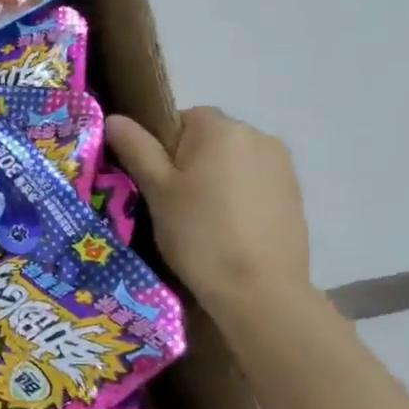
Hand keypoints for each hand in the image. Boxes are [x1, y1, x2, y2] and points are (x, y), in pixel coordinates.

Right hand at [105, 108, 311, 317]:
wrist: (260, 290)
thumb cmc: (199, 235)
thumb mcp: (157, 191)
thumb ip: (136, 148)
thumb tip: (114, 118)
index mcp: (220, 128)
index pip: (180, 119)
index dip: (160, 149)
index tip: (154, 184)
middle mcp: (258, 135)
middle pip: (208, 139)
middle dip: (189, 164)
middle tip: (173, 206)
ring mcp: (281, 165)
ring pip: (231, 162)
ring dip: (215, 180)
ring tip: (202, 222)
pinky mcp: (294, 193)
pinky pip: (253, 183)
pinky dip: (237, 198)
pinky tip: (229, 230)